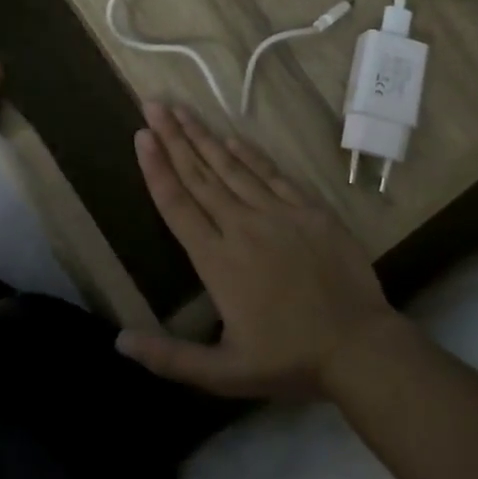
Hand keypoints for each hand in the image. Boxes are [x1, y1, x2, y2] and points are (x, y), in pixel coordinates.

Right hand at [116, 102, 402, 399]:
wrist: (358, 346)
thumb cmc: (289, 360)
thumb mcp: (222, 374)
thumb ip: (169, 358)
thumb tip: (118, 342)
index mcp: (217, 261)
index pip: (177, 205)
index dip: (156, 168)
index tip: (140, 136)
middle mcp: (242, 227)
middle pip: (200, 176)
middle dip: (173, 138)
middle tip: (153, 105)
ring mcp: (279, 214)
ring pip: (232, 168)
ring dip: (205, 137)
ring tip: (183, 110)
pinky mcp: (310, 210)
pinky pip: (273, 174)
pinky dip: (250, 154)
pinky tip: (231, 138)